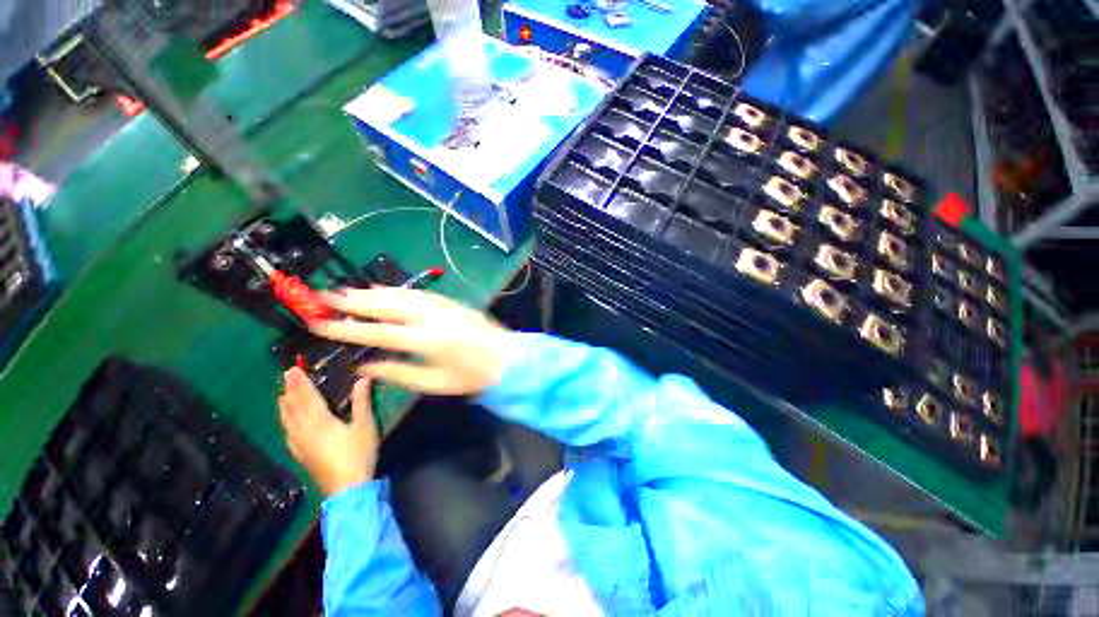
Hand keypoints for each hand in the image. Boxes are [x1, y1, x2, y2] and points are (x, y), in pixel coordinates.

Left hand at [278, 367, 377, 495]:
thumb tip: (363, 378)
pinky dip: (286, 423)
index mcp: (319, 421)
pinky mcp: (301, 455)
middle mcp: (304, 431)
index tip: (292, 369)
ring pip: (287, 421)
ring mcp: (300, 445)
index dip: (300, 382)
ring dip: (285, 406)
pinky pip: (288, 434)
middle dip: (289, 390)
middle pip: (293, 407)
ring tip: (282, 395)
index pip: (306, 397)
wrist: (347, 488)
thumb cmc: (358, 453)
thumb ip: (361, 401)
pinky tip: (287, 425)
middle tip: (286, 377)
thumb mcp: (365, 425)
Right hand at [311, 288, 515, 395]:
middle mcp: (433, 317)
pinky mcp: (451, 303)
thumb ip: (398, 372)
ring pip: (402, 294)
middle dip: (353, 300)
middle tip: (323, 297)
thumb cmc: (472, 376)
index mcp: (428, 341)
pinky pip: (418, 293)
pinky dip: (397, 291)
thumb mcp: (434, 383)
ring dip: (373, 292)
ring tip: (346, 292)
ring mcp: (444, 307)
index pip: (378, 333)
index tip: (320, 324)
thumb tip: (365, 366)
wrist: (507, 358)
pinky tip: (384, 290)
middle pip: (387, 305)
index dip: (347, 329)